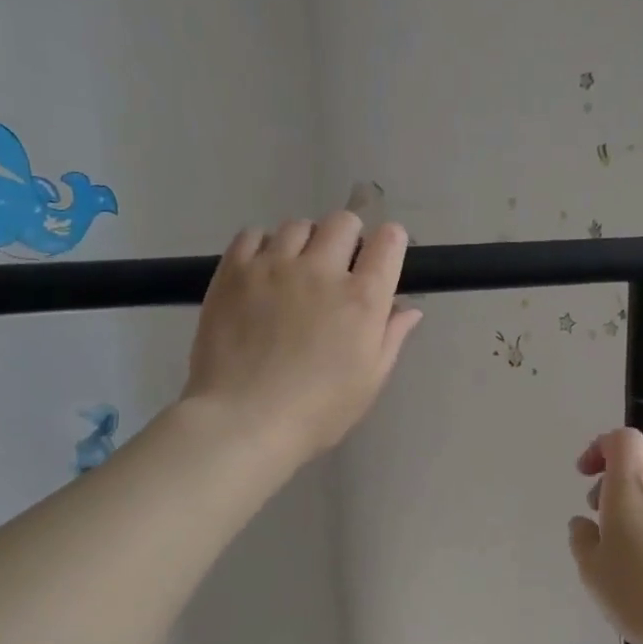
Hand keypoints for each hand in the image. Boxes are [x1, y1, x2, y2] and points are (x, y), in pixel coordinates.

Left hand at [180, 213, 421, 463]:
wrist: (243, 421)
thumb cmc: (317, 411)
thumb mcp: (369, 381)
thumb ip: (391, 338)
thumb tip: (409, 308)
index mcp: (362, 299)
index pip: (388, 242)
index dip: (390, 242)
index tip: (383, 257)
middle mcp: (321, 270)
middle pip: (342, 222)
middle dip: (348, 237)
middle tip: (339, 267)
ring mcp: (274, 266)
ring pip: (297, 225)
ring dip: (305, 242)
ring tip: (295, 270)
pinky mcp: (234, 272)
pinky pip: (252, 234)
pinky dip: (263, 245)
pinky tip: (263, 270)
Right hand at [568, 429, 642, 643]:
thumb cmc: (636, 593)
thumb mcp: (591, 569)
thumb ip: (583, 538)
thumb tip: (585, 525)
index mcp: (633, 485)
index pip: (623, 439)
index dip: (602, 447)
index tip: (587, 474)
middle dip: (623, 472)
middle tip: (605, 508)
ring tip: (636, 547)